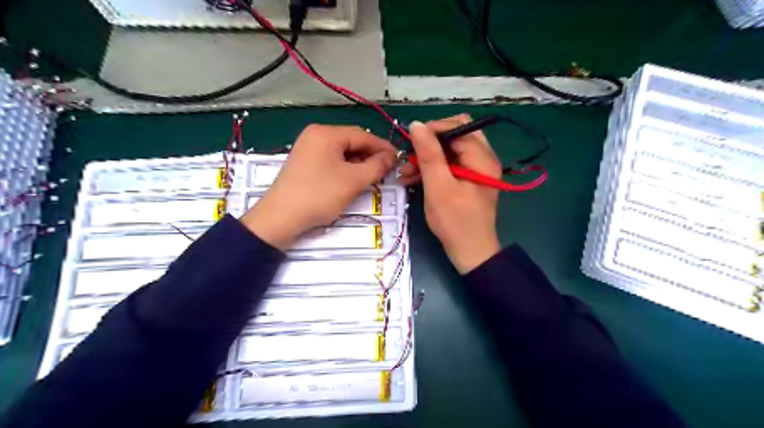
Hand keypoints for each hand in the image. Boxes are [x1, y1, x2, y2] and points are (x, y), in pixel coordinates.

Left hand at [241, 124, 396, 250]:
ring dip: (359, 163)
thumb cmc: (319, 195)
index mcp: (326, 133)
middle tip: (387, 171)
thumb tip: (392, 157)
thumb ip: (377, 166)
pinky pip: (331, 161)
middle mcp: (316, 135)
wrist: (281, 218)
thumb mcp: (354, 181)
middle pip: (352, 142)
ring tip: (372, 178)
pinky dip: (345, 169)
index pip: (363, 135)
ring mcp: (308, 149)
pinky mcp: (304, 163)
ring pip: (342, 152)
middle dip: (371, 156)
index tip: (399, 160)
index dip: (383, 147)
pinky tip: (353, 180)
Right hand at [401, 116, 501, 271]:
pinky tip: (413, 179)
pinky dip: (432, 169)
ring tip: (406, 173)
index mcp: (482, 157)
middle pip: (454, 136)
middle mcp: (483, 158)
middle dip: (429, 144)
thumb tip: (417, 124)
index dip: (433, 129)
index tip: (410, 141)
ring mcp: (476, 170)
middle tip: (410, 157)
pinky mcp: (468, 180)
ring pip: (449, 151)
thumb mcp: (438, 186)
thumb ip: (429, 154)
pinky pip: (449, 165)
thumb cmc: (455, 221)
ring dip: (427, 158)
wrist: (470, 252)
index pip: (457, 126)